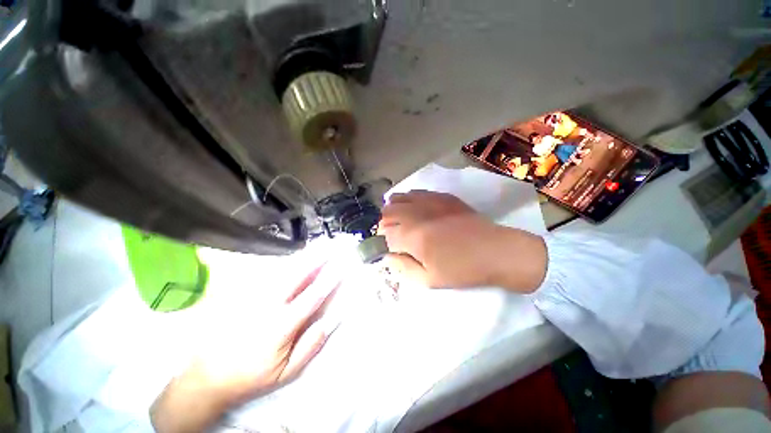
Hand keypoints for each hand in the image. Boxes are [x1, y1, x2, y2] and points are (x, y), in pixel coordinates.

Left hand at [150, 261, 339, 432]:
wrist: (207, 375)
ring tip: (319, 245)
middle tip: (331, 245)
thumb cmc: (251, 375)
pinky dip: (286, 262)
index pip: (312, 296)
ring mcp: (252, 296)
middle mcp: (267, 305)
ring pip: (282, 269)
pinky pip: (268, 273)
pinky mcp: (241, 293)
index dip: (329, 279)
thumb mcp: (285, 372)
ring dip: (303, 256)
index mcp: (281, 325)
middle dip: (317, 257)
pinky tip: (296, 257)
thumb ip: (310, 346)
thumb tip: (329, 321)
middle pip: (297, 274)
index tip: (342, 266)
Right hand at [379, 191, 546, 290]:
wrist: (495, 251)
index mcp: (412, 236)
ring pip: (398, 198)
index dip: (383, 242)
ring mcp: (429, 201)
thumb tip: (387, 257)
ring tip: (400, 221)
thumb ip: (403, 268)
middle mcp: (416, 214)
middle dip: (384, 224)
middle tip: (392, 235)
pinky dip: (408, 200)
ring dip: (393, 209)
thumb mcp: (429, 280)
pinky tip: (414, 209)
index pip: (385, 234)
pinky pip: (416, 192)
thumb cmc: (462, 270)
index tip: (389, 248)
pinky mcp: (441, 196)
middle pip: (387, 212)